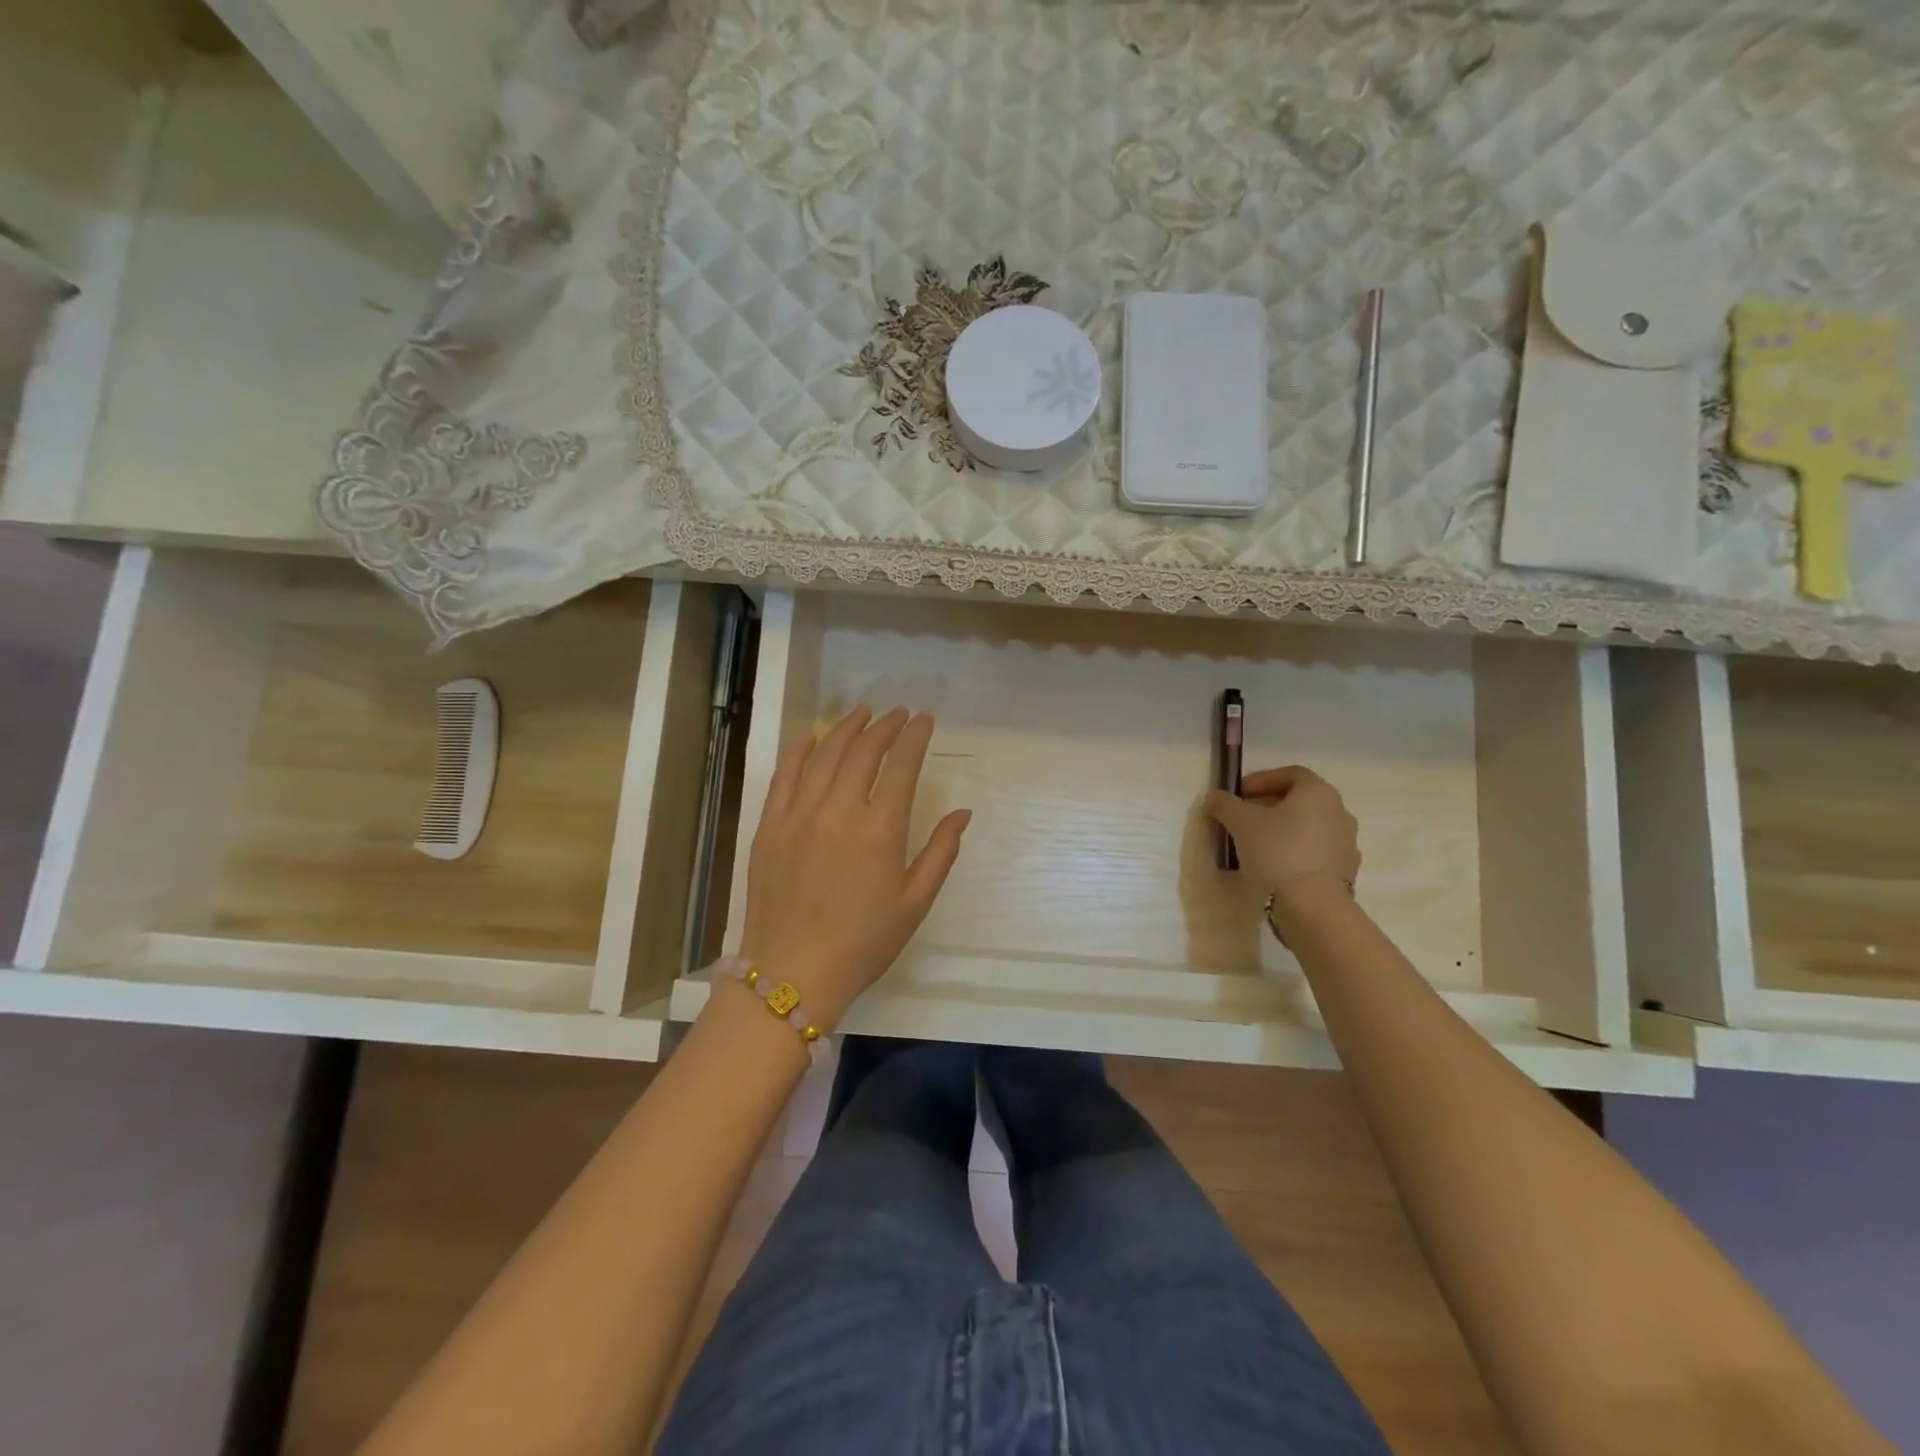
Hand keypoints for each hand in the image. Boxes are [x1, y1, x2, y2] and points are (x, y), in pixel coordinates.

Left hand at [737, 706, 970, 1025]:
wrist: (793, 973)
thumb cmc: (863, 943)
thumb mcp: (914, 902)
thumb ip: (940, 852)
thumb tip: (962, 813)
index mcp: (880, 830)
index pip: (901, 766)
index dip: (914, 737)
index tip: (924, 719)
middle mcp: (839, 810)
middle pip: (863, 751)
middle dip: (884, 726)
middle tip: (897, 714)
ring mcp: (799, 814)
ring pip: (825, 755)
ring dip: (846, 729)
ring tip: (862, 714)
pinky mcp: (770, 825)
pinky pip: (784, 776)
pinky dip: (800, 751)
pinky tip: (811, 737)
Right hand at [1203, 765, 1359, 904]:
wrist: (1312, 904)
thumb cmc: (1276, 851)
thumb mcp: (1240, 822)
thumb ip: (1224, 804)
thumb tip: (1212, 797)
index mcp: (1318, 792)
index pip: (1291, 774)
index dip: (1262, 780)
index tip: (1239, 794)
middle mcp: (1339, 811)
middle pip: (1301, 800)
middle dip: (1270, 805)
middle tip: (1244, 818)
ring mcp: (1347, 842)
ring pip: (1309, 826)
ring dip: (1285, 829)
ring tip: (1258, 844)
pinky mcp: (1346, 869)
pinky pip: (1317, 851)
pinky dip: (1297, 851)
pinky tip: (1276, 866)